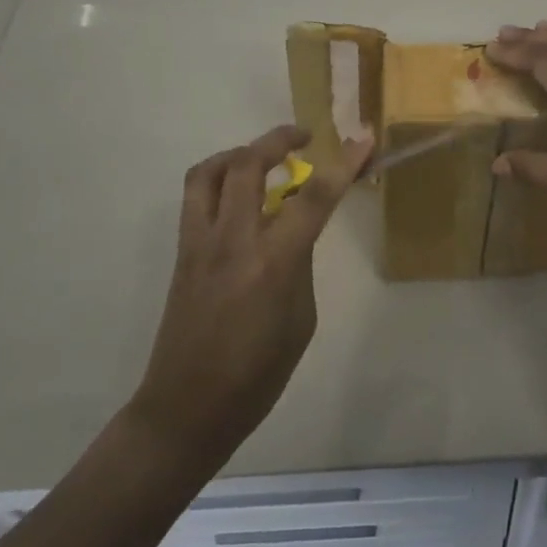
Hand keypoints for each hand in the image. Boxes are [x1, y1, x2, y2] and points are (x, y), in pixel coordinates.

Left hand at [129, 125, 371, 471]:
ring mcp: (199, 243)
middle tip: (303, 137)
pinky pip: (196, 196)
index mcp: (272, 264)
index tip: (364, 139)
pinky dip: (219, 178)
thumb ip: (300, 264)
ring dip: (239, 152)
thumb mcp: (300, 321)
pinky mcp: (182, 251)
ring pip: (210, 170)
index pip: (314, 198)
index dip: (344, 163)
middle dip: (279, 138)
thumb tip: (296, 230)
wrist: (186, 409)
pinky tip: (239, 195)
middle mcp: (232, 241)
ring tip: (262, 157)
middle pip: (249, 164)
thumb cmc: (256, 377)